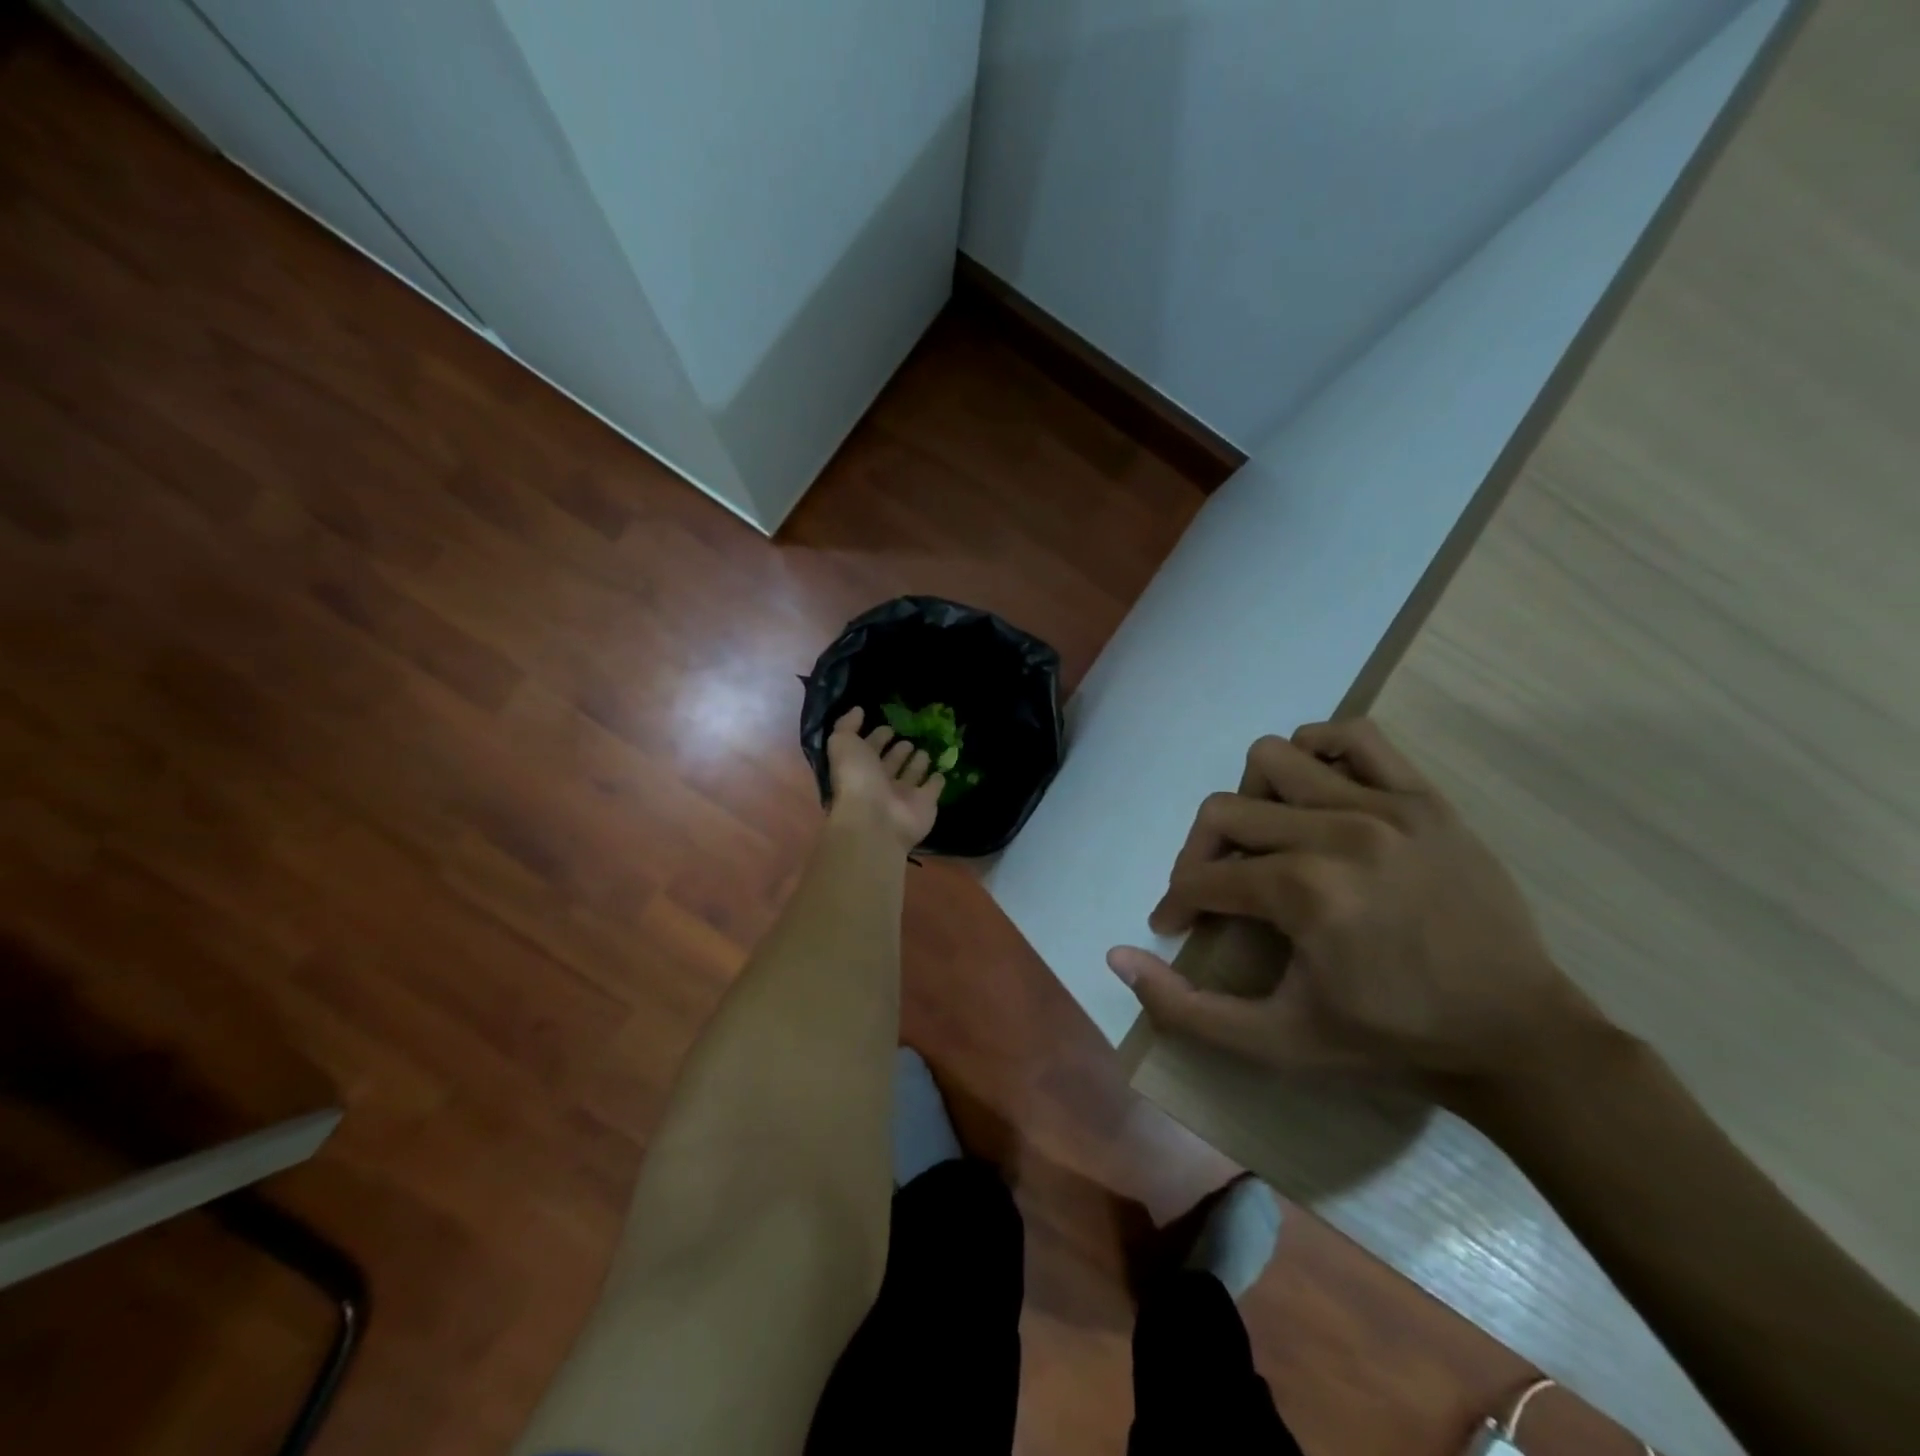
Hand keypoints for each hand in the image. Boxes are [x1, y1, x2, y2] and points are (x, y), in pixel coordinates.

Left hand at [825, 708, 943, 850]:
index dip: (876, 737)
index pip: (869, 749)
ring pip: (912, 774)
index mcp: (860, 768)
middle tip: (908, 739)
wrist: (876, 820)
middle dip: (899, 750)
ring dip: (917, 763)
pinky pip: (932, 789)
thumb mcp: (843, 744)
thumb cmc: (856, 780)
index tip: (888, 726)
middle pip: (891, 762)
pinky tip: (940, 771)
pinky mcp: (925, 804)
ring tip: (923, 750)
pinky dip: (936, 781)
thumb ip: (847, 726)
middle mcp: (880, 782)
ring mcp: (903, 795)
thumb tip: (857, 710)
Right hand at [1107, 720, 1598, 1094]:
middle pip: (1224, 811)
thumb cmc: (1389, 1041)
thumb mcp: (1276, 1043)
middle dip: (1198, 855)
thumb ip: (1186, 1009)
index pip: (1203, 878)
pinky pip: (1354, 736)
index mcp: (1304, 893)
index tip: (1175, 928)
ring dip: (1252, 799)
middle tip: (1213, 893)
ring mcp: (1386, 806)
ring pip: (1275, 758)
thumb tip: (1117, 957)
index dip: (1176, 904)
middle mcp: (1338, 833)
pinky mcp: (1424, 798)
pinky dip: (1319, 752)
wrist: (1516, 1037)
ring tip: (1266, 842)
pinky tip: (1316, 795)